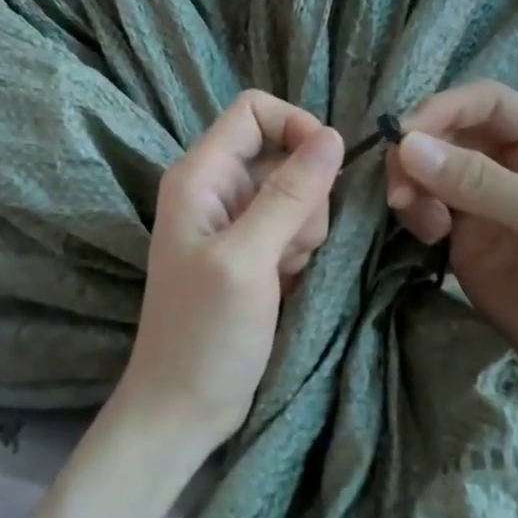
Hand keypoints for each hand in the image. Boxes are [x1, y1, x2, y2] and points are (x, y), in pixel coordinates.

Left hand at [113, 91, 343, 455]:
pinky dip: (300, 251)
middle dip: (305, 193)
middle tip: (290, 246)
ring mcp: (236, 223)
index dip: (296, 127)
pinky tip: (285, 283)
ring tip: (283, 271)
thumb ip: (289, 195)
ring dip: (306, 229)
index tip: (327, 168)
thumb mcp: (247, 260)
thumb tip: (333, 136)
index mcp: (200, 176)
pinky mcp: (254, 253)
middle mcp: (216, 190)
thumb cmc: (205, 335)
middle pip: (283, 154)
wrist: (184, 406)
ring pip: (298, 193)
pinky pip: (296, 227)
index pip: (254, 111)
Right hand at [384, 81, 517, 415]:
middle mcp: (515, 161)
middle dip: (419, 154)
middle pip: (449, 132)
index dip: (442, 110)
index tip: (402, 138)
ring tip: (421, 223)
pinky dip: (416, 213)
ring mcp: (486, 199)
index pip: (486, 102)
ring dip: (413, 185)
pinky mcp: (464, 234)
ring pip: (431, 168)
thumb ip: (479, 181)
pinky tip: (428, 238)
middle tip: (400, 192)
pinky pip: (426, 205)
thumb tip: (407, 144)